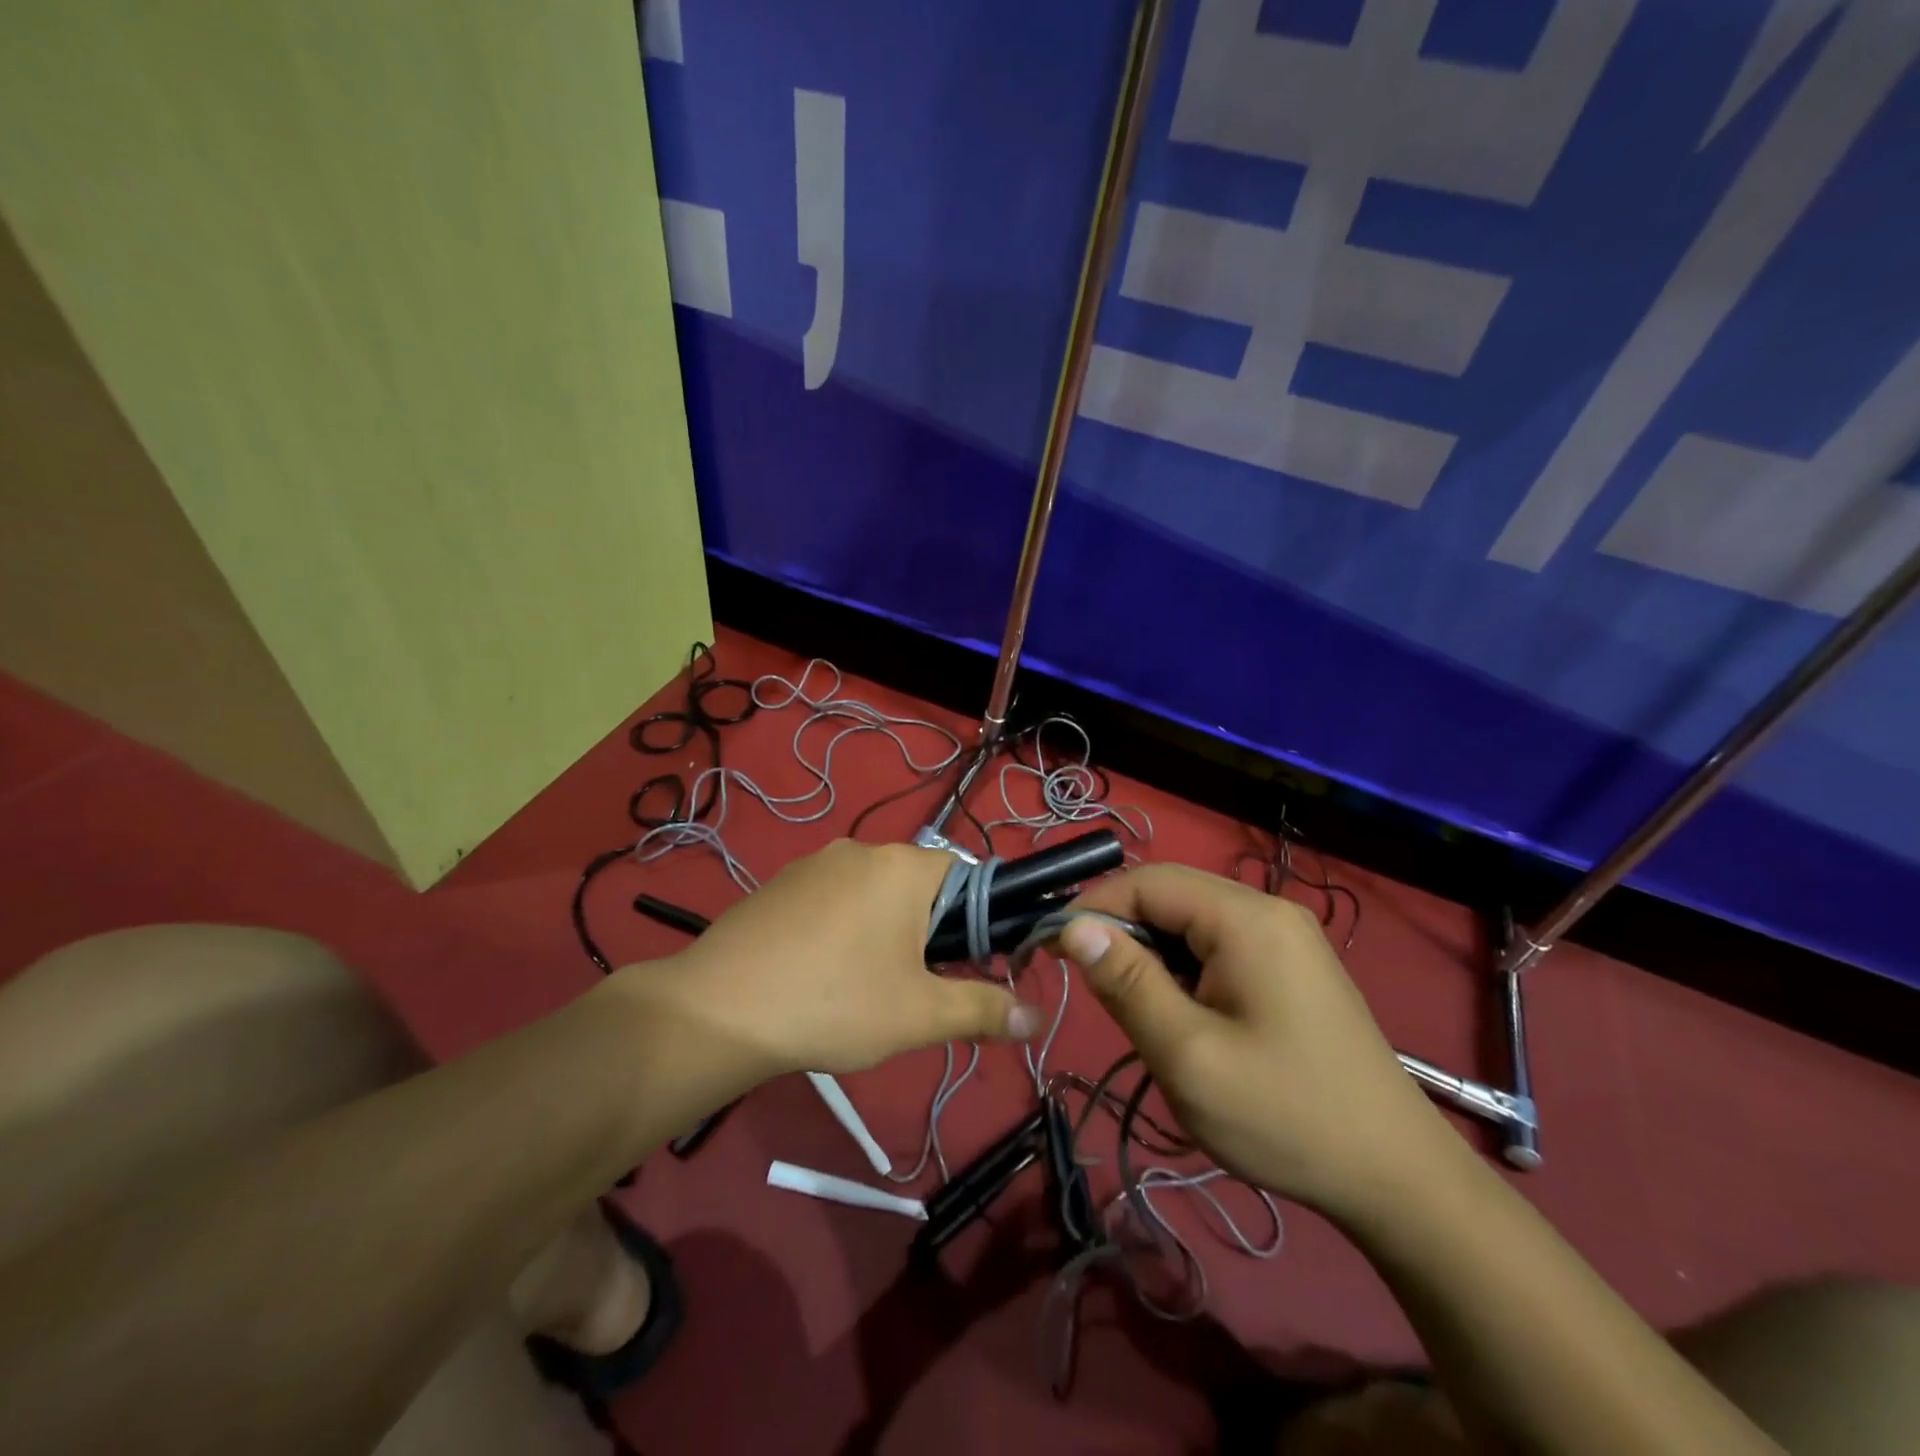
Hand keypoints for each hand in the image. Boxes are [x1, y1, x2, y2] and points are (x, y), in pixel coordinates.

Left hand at [618, 840, 1041, 1078]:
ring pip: (871, 893)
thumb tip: (1036, 1016)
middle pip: (917, 884)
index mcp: (904, 866)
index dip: (974, 920)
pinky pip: (830, 899)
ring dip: (882, 930)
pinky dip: (839, 928)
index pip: (966, 875)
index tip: (963, 965)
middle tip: (913, 986)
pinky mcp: (778, 883)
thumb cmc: (836, 1003)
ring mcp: (814, 863)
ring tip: (863, 987)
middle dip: (926, 930)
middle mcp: (861, 849)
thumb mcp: (920, 1014)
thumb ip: (985, 1009)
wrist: (720, 1009)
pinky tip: (818, 973)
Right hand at [1059, 865, 1455, 1219]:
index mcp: (1246, 918)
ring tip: (1142, 1014)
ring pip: (1191, 924)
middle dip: (1123, 933)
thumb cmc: (1286, 1117)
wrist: (1398, 1181)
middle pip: (1171, 896)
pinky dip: (1184, 971)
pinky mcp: (1291, 966)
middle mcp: (1268, 910)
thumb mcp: (1189, 1056)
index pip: (1148, 881)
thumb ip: (1126, 984)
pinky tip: (1185, 1018)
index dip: (1093, 907)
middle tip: (1094, 991)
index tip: (1052, 950)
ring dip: (1153, 957)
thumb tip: (1073, 927)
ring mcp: (1285, 937)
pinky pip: (1218, 947)